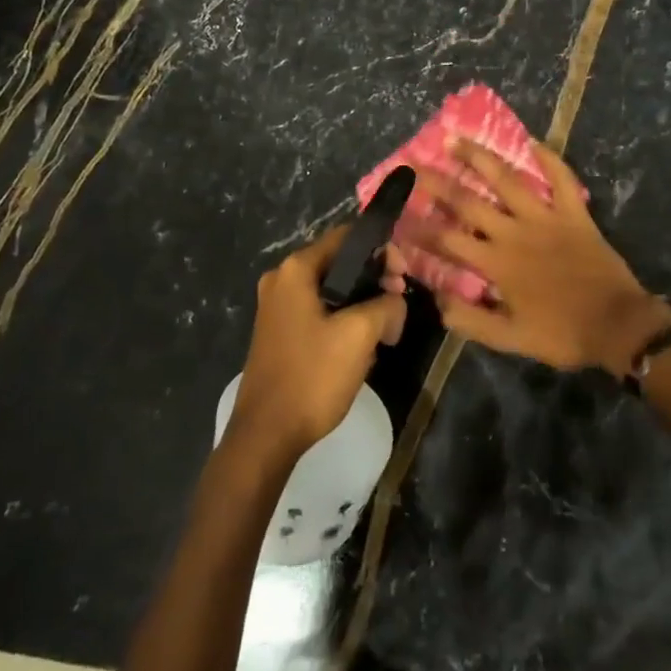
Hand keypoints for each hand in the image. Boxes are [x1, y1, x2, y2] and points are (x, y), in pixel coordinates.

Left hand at [230, 225, 406, 460]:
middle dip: (374, 279)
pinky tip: (362, 346)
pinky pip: (320, 312)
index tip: (404, 276)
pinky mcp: (280, 333)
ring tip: (386, 329)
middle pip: (339, 263)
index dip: (381, 250)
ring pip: (332, 290)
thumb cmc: (312, 376)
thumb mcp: (359, 334)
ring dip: (362, 303)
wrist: (267, 434)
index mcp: (295, 270)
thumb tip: (394, 301)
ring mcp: (277, 308)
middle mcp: (281, 280)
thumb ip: (386, 305)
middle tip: (399, 304)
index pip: (346, 237)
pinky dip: (344, 320)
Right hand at [395, 140, 670, 375]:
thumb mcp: (511, 339)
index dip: (419, 229)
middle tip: (413, 164)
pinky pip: (560, 179)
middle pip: (468, 202)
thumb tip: (437, 302)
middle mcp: (514, 233)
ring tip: (457, 139)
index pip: (447, 242)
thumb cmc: (562, 333)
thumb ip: (471, 321)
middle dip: (437, 183)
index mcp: (497, 263)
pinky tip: (531, 141)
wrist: (618, 326)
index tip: (396, 216)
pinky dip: (548, 158)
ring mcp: (545, 218)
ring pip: (507, 180)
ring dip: (480, 158)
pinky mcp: (574, 213)